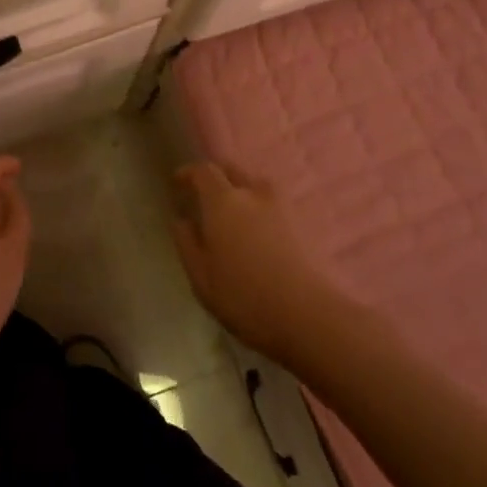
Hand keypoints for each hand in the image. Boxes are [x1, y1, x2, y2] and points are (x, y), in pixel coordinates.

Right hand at [172, 163, 342, 360]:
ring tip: (233, 215)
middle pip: (232, 170)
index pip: (204, 171)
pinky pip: (274, 204)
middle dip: (216, 178)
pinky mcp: (303, 223)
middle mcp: (253, 193)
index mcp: (223, 202)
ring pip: (256, 186)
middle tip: (204, 196)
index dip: (189, 173)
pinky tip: (257, 232)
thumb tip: (181, 220)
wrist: (309, 316)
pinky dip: (260, 208)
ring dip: (241, 192)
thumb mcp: (202, 277)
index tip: (177, 182)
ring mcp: (283, 206)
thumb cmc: (244, 298)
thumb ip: (187, 243)